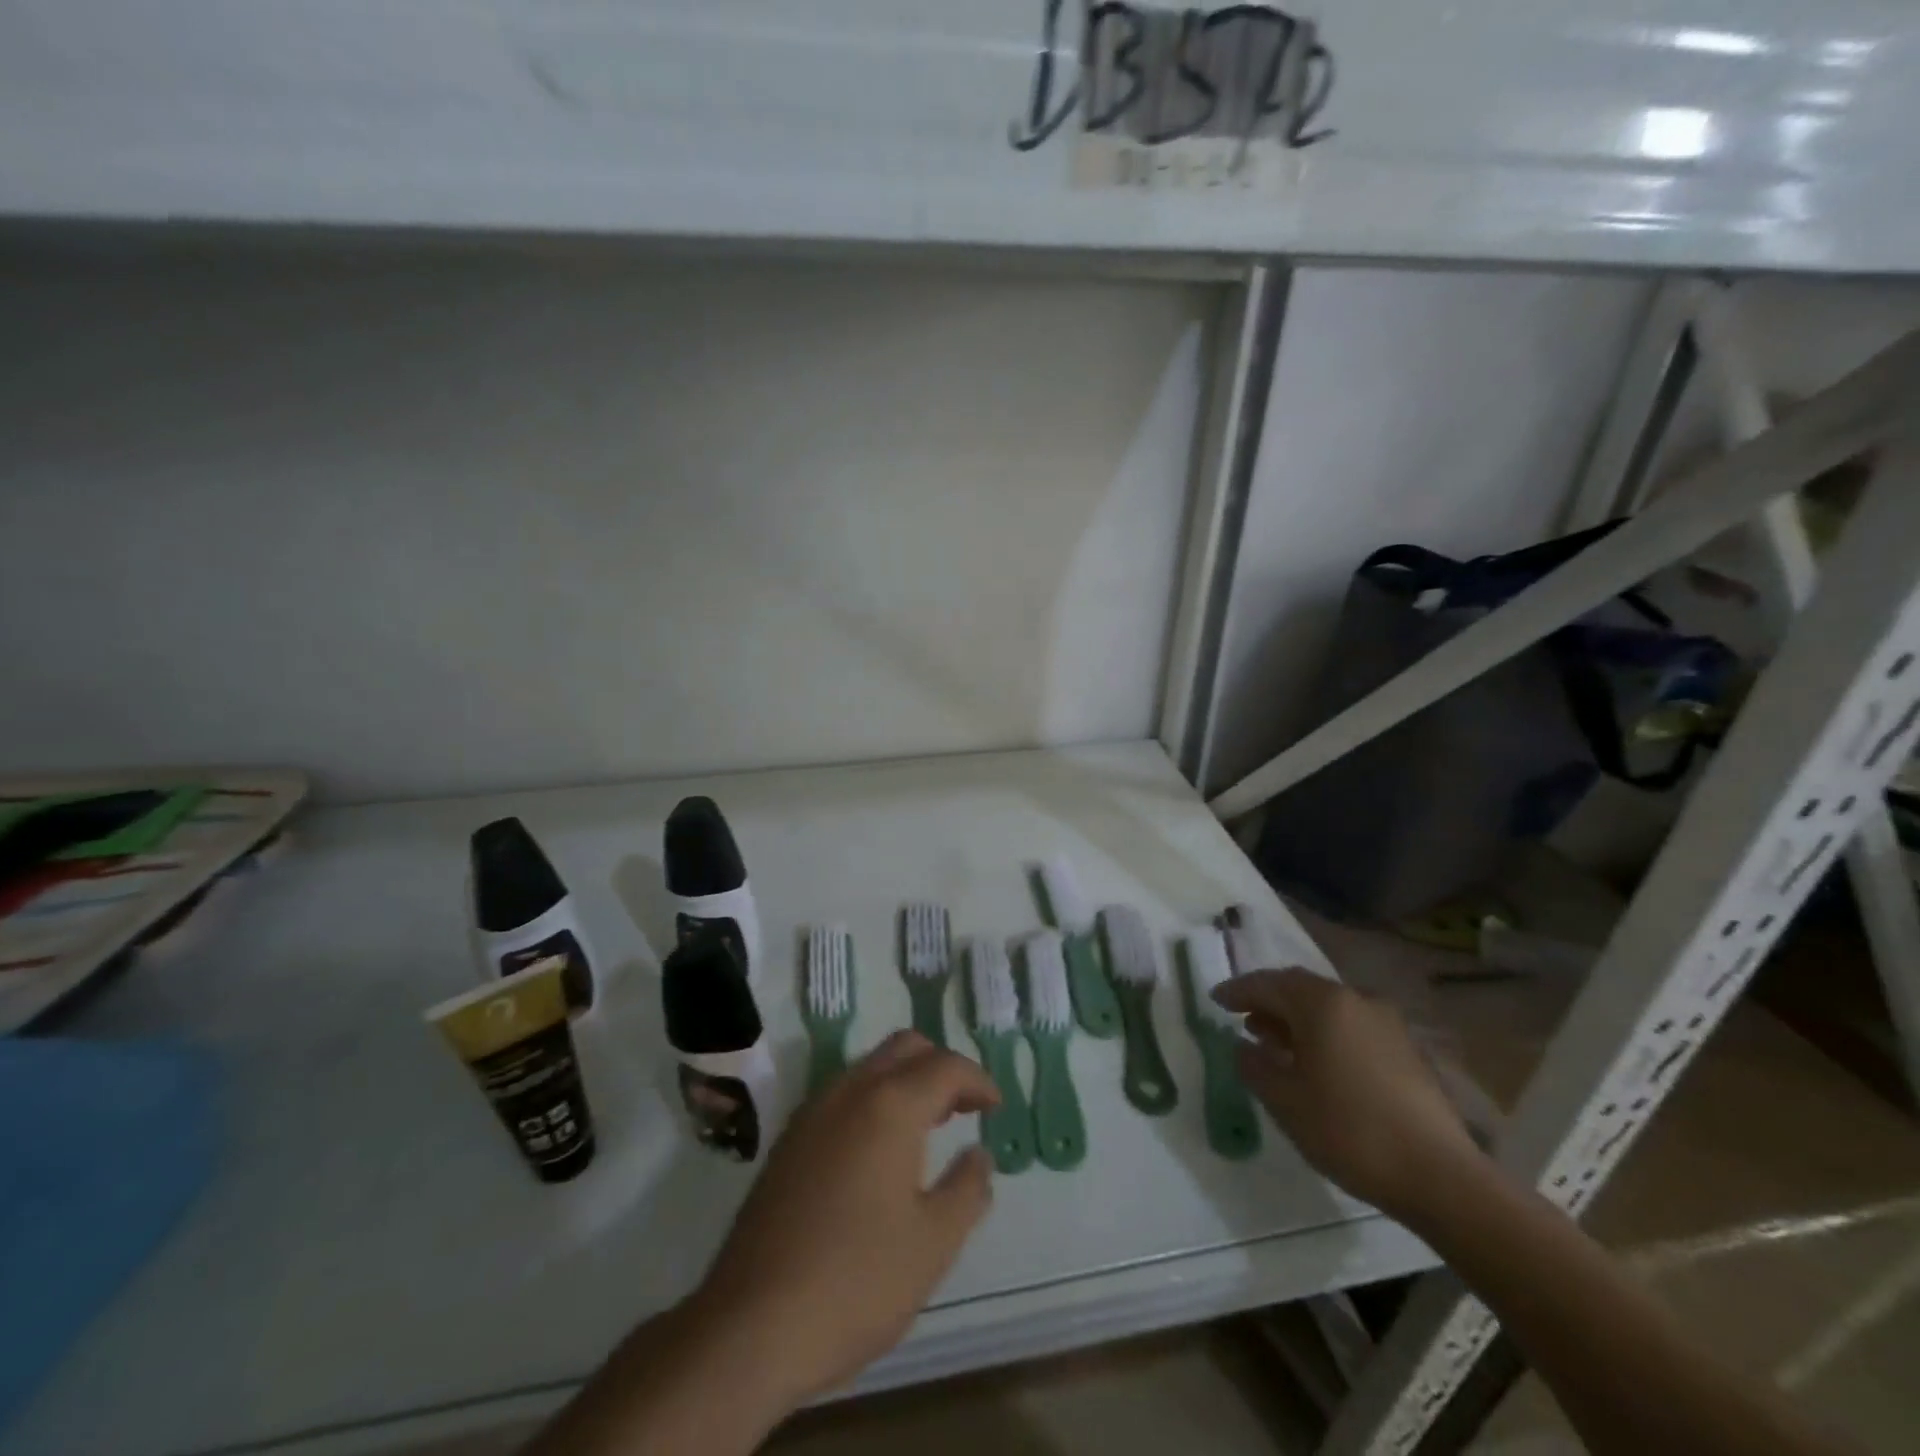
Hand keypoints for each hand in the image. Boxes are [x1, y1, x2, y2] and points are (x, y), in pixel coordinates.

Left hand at [691, 1031, 999, 1409]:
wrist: (750, 1326)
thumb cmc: (856, 1282)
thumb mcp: (932, 1244)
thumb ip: (966, 1189)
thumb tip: (979, 1155)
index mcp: (889, 1105)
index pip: (945, 1066)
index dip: (977, 1080)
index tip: (995, 1107)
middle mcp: (849, 1091)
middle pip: (904, 1047)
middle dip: (940, 1066)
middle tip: (964, 1108)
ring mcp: (812, 1112)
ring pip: (869, 1066)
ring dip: (905, 1080)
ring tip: (928, 1126)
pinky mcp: (788, 1140)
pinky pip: (842, 1094)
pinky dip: (873, 1099)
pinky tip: (879, 1150)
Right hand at [1214, 969, 1485, 1225]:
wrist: (1441, 1177)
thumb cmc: (1349, 1130)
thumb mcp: (1284, 1101)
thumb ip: (1254, 1066)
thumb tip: (1243, 1047)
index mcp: (1321, 1003)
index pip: (1268, 984)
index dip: (1238, 991)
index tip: (1215, 1000)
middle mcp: (1355, 1000)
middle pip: (1300, 989)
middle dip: (1268, 1001)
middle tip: (1242, 1019)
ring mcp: (1386, 1024)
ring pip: (1328, 1008)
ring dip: (1297, 1019)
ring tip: (1274, 1043)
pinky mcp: (1406, 1050)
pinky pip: (1351, 1027)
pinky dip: (1325, 1034)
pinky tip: (1316, 1064)